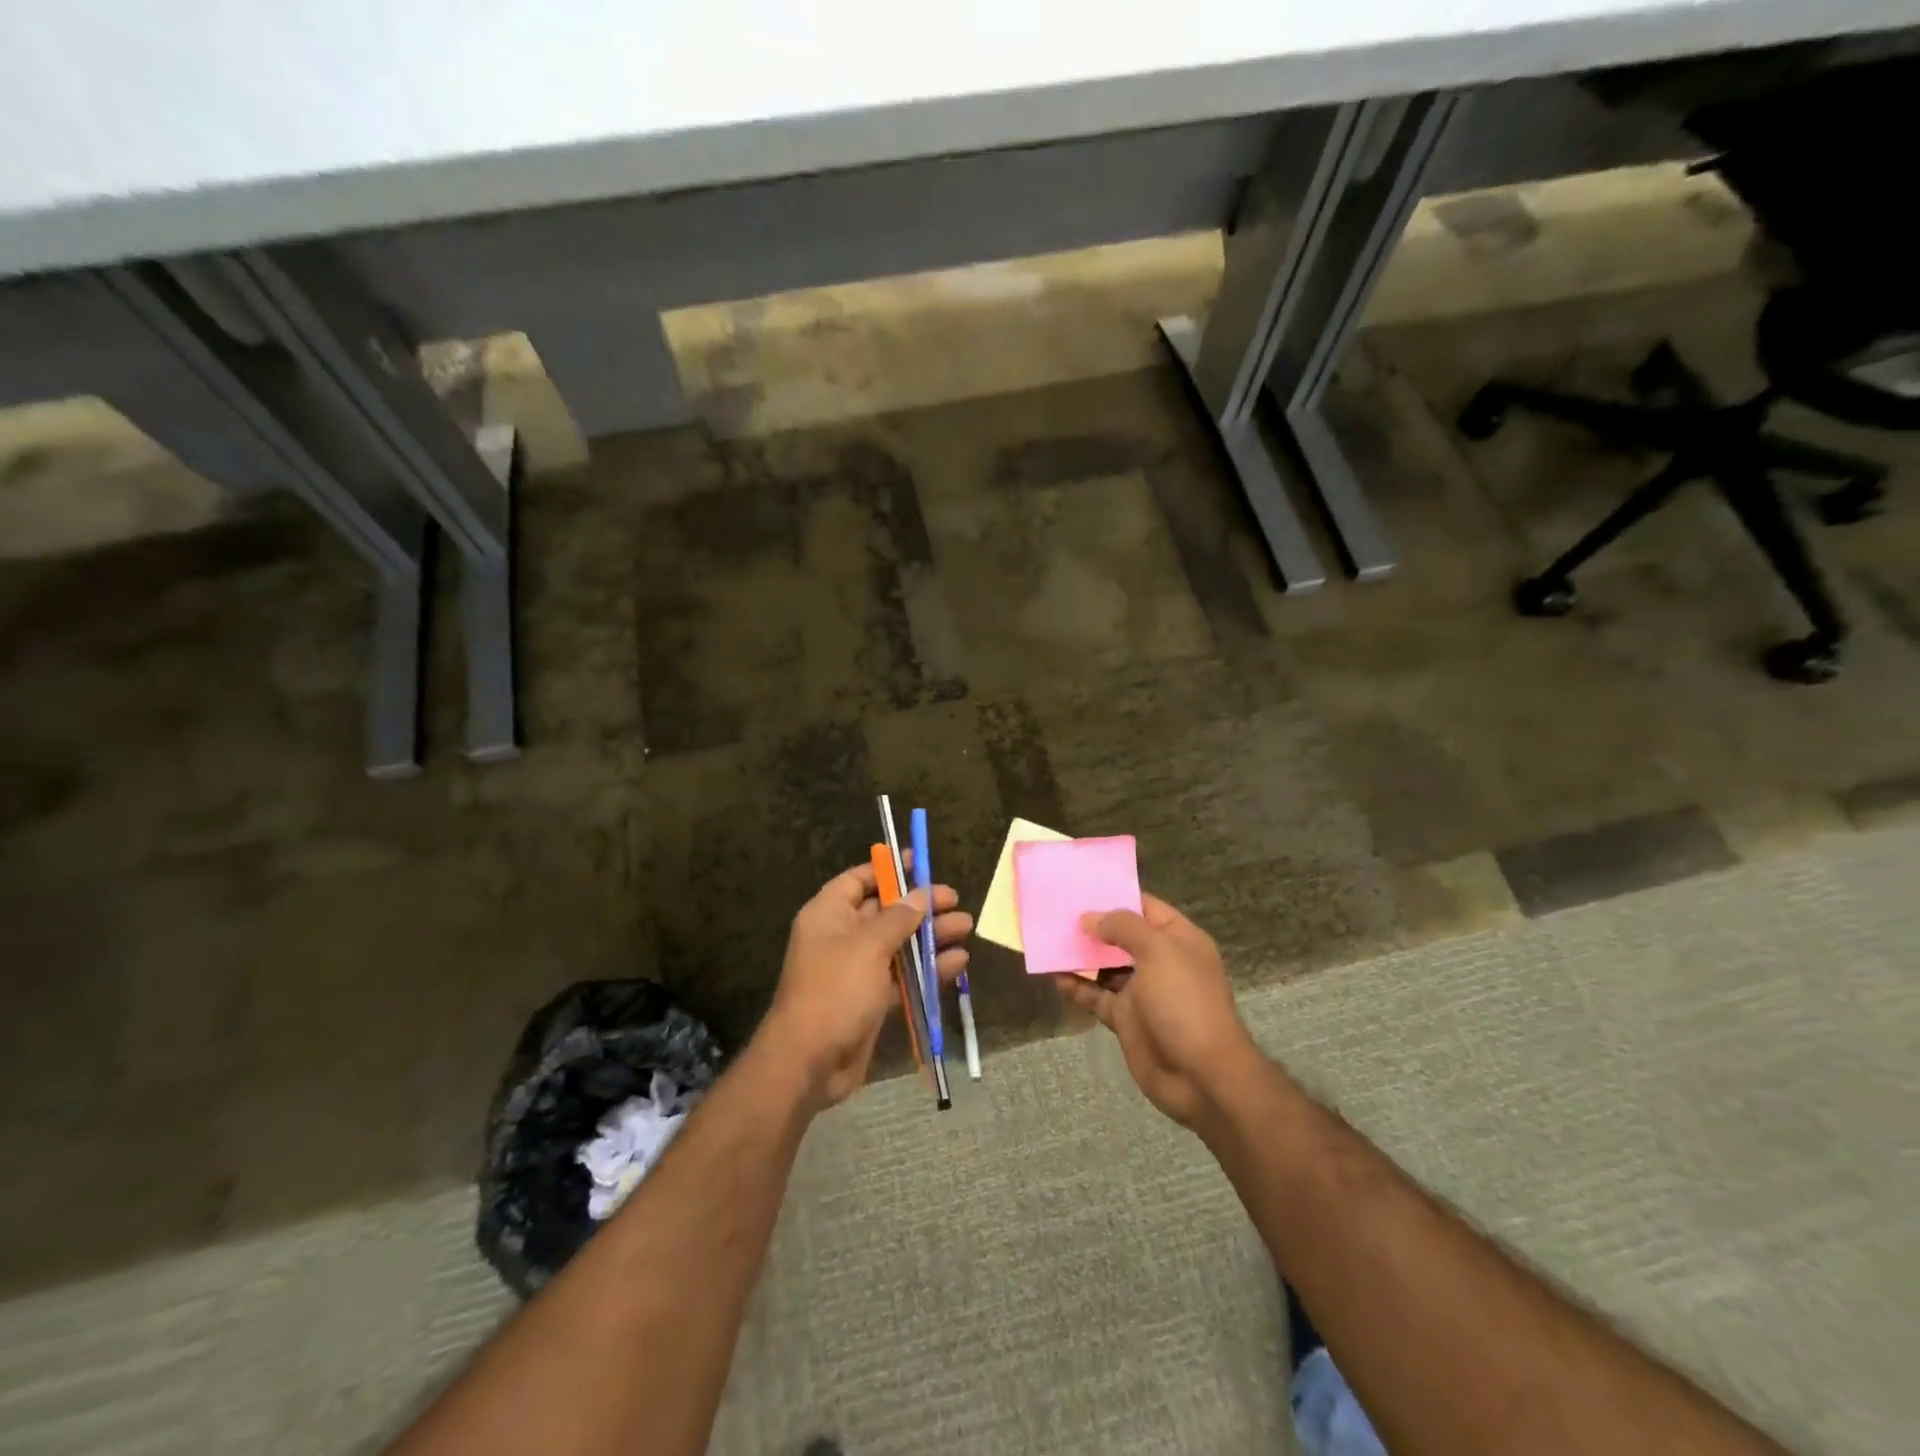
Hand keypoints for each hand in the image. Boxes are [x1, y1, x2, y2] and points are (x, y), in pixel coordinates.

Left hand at [760, 860, 971, 1108]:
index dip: (889, 870)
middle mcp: (842, 936)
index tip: (920, 864)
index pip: (859, 879)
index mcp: (829, 914)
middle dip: (920, 906)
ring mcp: (857, 969)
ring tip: (965, 927)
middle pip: (885, 911)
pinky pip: (903, 975)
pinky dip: (928, 968)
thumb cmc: (835, 990)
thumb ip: (898, 918)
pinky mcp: (871, 999)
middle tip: (955, 900)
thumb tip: (919, 895)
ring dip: (930, 936)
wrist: (810, 1062)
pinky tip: (958, 962)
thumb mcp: (868, 946)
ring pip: (899, 944)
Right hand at [1054, 893, 1260, 1126]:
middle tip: (1054, 911)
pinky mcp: (1126, 1019)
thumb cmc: (1184, 1002)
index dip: (1114, 894)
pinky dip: (1077, 987)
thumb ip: (1124, 927)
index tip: (1079, 885)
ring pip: (1105, 966)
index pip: (1144, 906)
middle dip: (1092, 925)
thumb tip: (1091, 918)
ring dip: (1080, 956)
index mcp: (1178, 939)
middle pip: (1121, 936)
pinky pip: (1097, 997)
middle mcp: (1160, 961)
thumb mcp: (1158, 951)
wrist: (1202, 1076)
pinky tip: (1055, 977)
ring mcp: (1142, 991)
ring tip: (1048, 940)